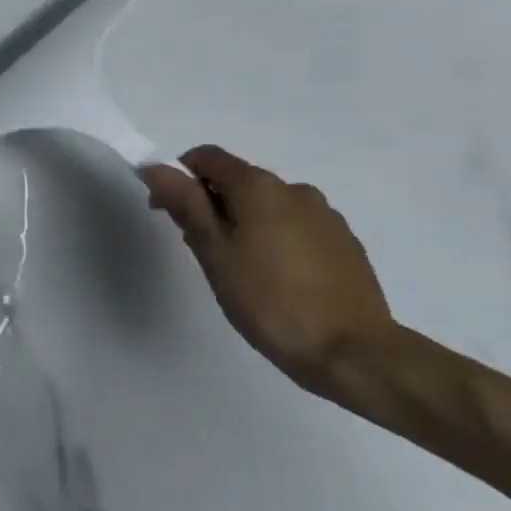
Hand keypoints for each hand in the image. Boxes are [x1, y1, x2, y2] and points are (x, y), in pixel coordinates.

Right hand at [139, 146, 395, 391]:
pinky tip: (276, 279)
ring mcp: (326, 216)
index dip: (178, 177)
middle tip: (202, 251)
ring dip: (244, 223)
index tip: (168, 213)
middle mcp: (295, 190)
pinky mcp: (345, 243)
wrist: (353, 352)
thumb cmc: (269, 300)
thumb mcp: (213, 252)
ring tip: (240, 270)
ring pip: (268, 206)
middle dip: (211, 205)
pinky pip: (295, 227)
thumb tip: (157, 167)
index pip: (207, 157)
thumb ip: (185, 204)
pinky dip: (274, 239)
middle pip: (238, 181)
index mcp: (259, 187)